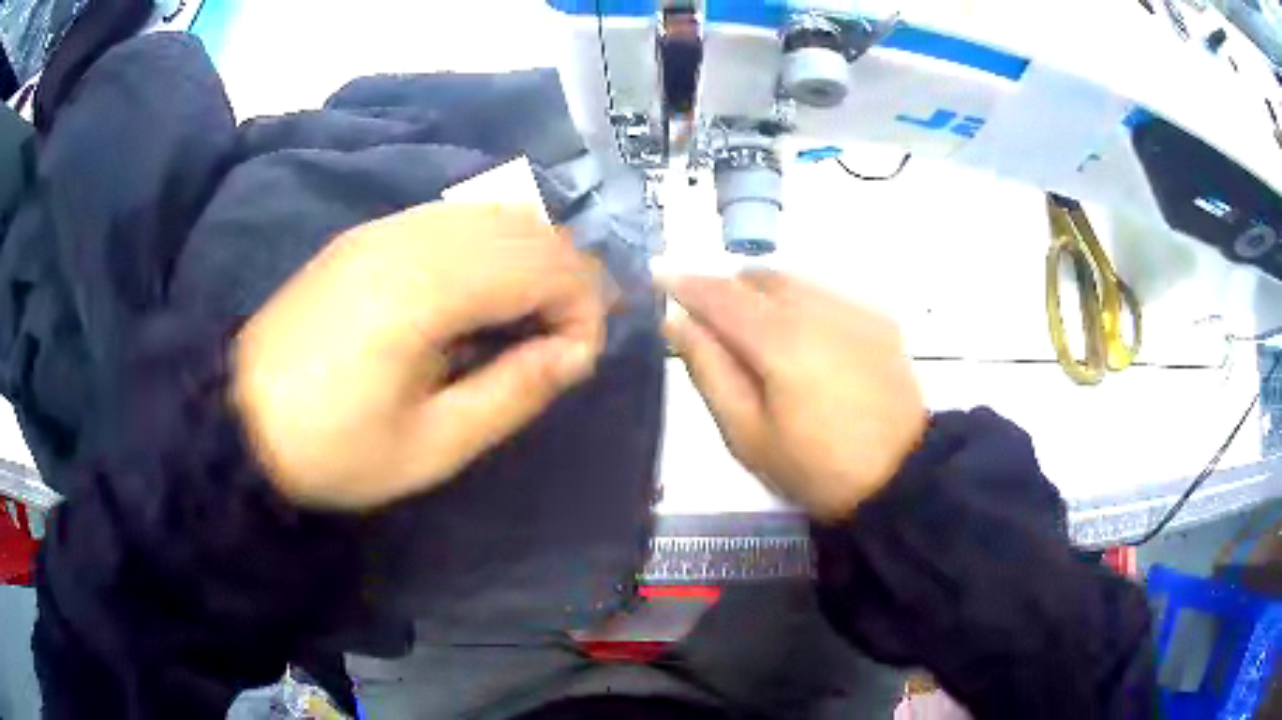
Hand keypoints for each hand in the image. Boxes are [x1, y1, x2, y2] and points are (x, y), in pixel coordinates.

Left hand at [232, 204, 605, 509]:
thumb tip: (573, 354)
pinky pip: (453, 216)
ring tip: (535, 313)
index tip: (580, 359)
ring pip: (492, 211)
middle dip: (568, 275)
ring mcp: (384, 227)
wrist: (238, 418)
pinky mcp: (367, 233)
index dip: (582, 306)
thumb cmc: (333, 448)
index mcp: (424, 291)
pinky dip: (491, 242)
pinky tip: (485, 288)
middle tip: (570, 336)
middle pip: (525, 226)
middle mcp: (409, 238)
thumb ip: (510, 393)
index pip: (542, 264)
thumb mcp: (429, 448)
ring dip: (532, 254)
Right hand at [665, 271, 926, 520]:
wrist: (902, 477)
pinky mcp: (878, 318)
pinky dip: (800, 304)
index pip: (720, 294)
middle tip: (713, 325)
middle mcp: (817, 307)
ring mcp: (853, 308)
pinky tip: (808, 345)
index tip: (659, 276)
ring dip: (764, 295)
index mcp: (780, 340)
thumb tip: (677, 322)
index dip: (685, 282)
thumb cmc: (816, 468)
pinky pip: (825, 293)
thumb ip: (710, 371)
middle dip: (727, 289)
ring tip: (761, 337)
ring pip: (793, 280)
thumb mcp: (748, 435)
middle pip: (757, 276)